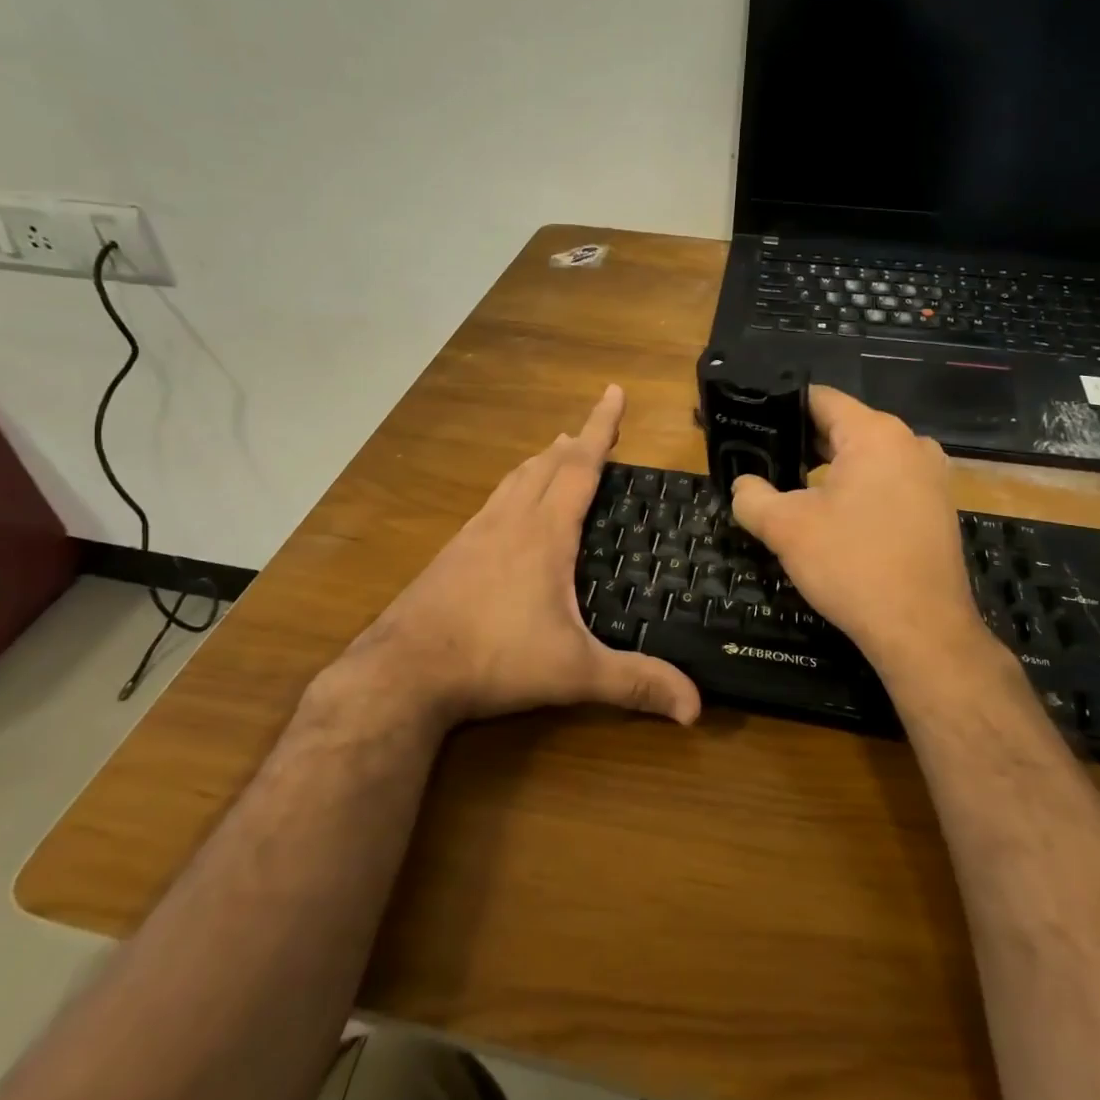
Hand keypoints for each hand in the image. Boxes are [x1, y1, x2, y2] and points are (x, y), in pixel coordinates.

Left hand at [330, 386, 701, 729]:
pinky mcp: (452, 553)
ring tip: (557, 453)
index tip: (613, 391)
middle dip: (576, 442)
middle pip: (547, 465)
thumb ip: (635, 684)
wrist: (403, 671)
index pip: (581, 466)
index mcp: (545, 533)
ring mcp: (475, 534)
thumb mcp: (574, 672)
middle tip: (595, 428)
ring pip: (514, 480)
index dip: (602, 427)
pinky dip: (513, 489)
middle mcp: (510, 521)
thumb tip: (696, 708)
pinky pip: (492, 503)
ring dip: (541, 462)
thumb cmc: (494, 658)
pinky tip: (509, 512)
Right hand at [730, 387, 985, 668]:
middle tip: (765, 465)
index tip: (752, 427)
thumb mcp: (786, 528)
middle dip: (804, 445)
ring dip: (831, 471)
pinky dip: (859, 491)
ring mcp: (931, 476)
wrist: (922, 630)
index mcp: (876, 433)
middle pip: (844, 427)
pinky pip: (889, 483)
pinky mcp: (938, 508)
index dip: (781, 410)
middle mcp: (911, 443)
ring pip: (867, 458)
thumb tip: (743, 485)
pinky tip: (834, 519)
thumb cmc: (852, 565)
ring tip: (793, 493)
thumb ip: (752, 497)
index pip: (820, 399)